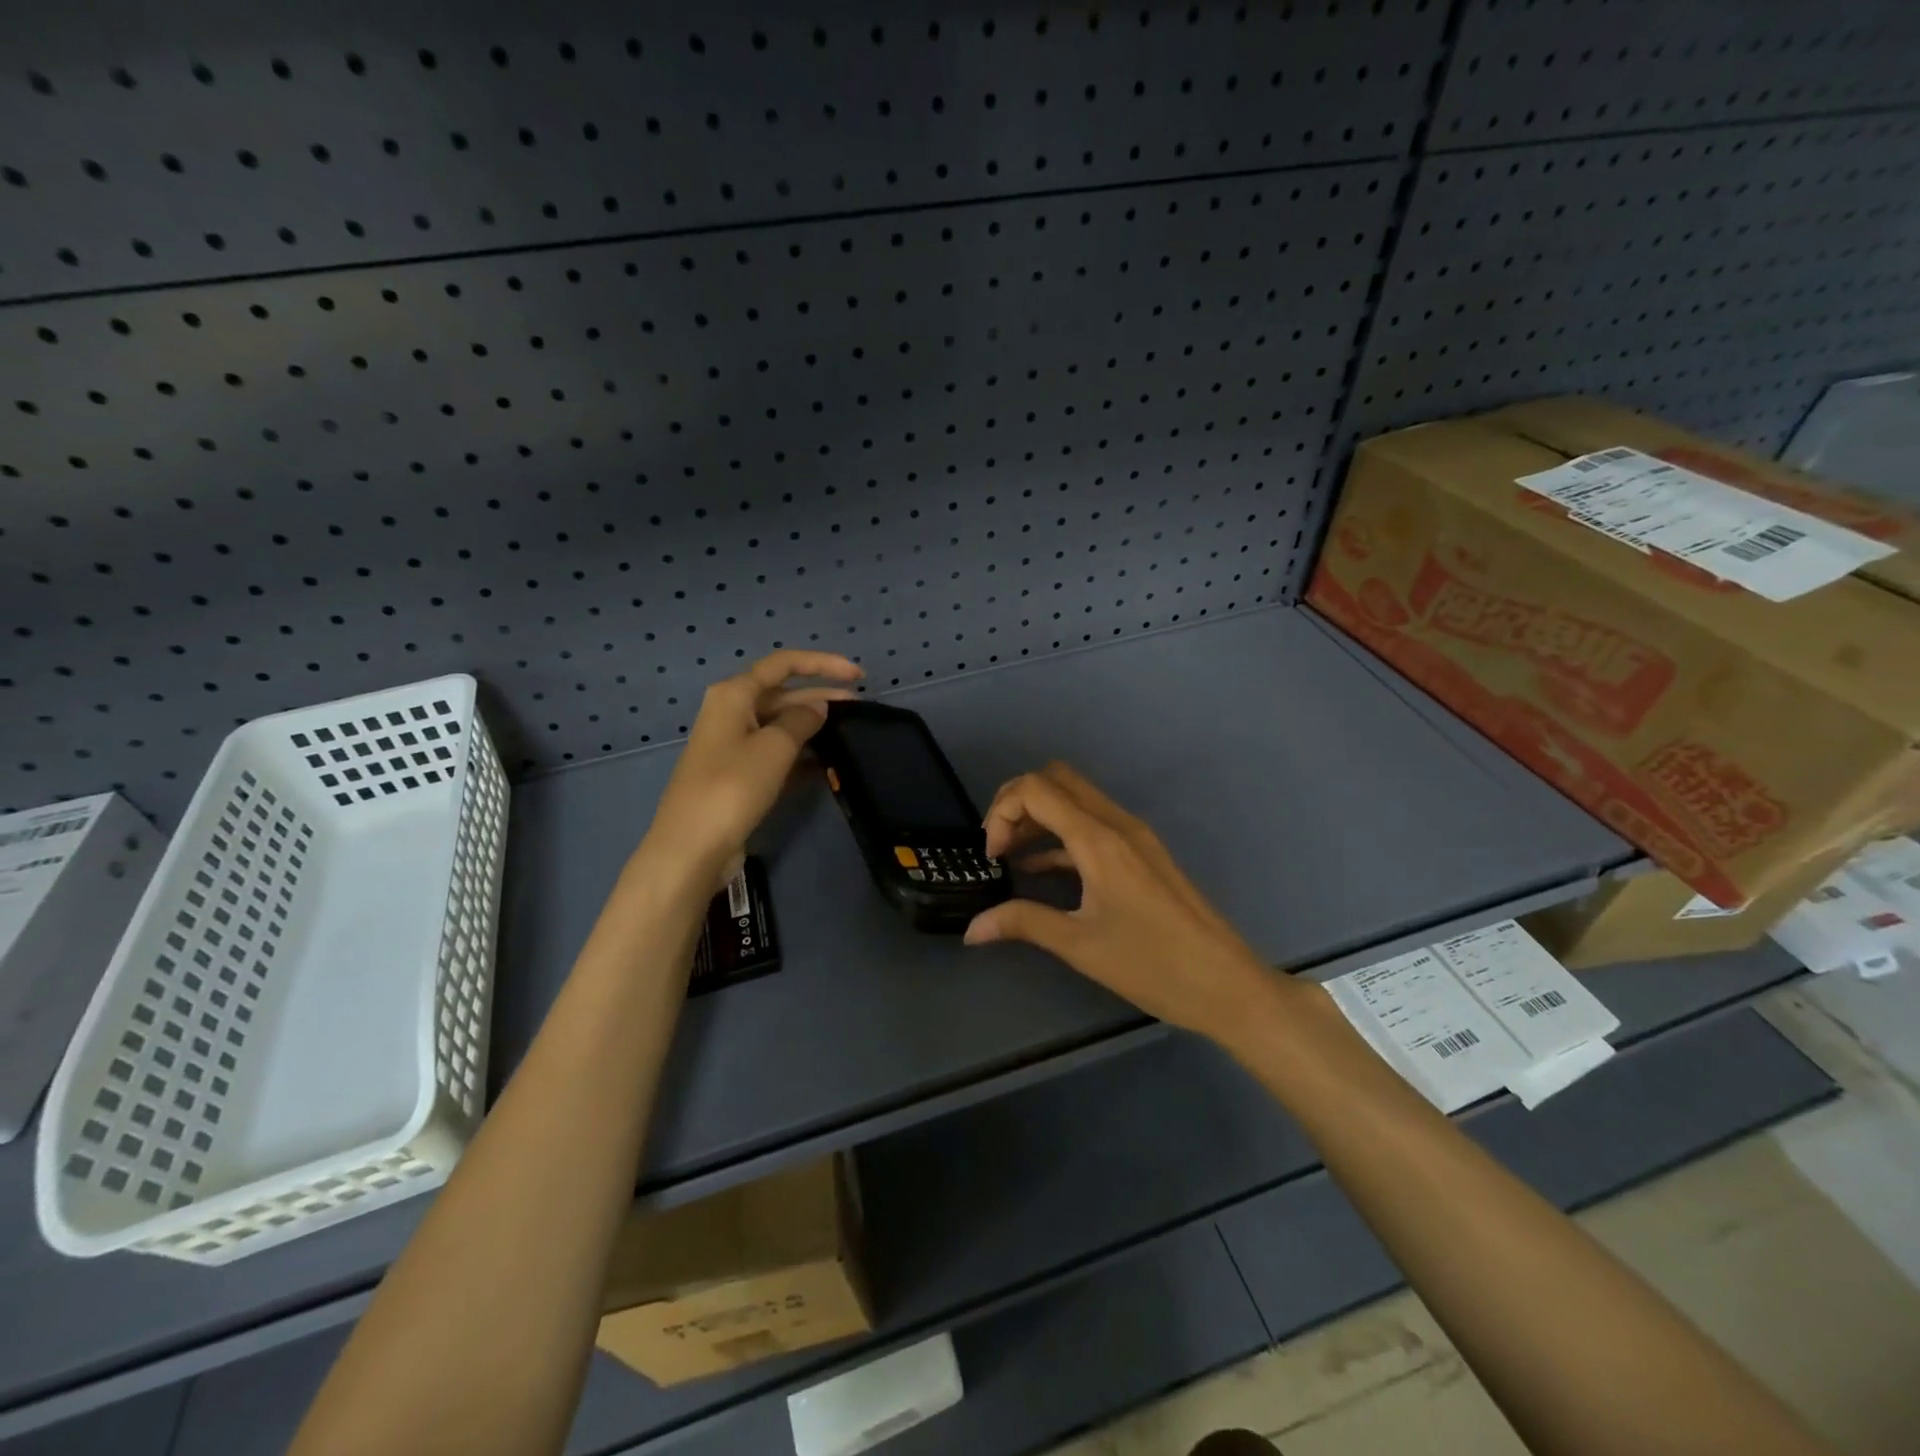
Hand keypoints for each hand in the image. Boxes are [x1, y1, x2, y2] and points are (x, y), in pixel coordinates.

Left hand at [641, 650, 862, 889]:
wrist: (693, 846)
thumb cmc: (733, 787)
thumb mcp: (774, 747)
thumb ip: (802, 720)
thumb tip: (817, 707)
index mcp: (734, 694)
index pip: (784, 664)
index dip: (822, 664)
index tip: (858, 675)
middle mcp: (731, 712)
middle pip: (782, 693)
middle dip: (820, 695)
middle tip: (860, 706)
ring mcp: (733, 744)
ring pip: (780, 723)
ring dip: (812, 724)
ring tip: (848, 731)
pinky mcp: (738, 772)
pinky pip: (775, 750)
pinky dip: (799, 750)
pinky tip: (826, 760)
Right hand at [964, 763, 1283, 1039]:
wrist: (1228, 985)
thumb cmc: (1153, 965)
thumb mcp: (1081, 946)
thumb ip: (1023, 924)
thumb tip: (971, 929)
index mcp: (1099, 839)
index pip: (1036, 789)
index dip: (1002, 812)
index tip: (992, 856)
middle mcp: (1117, 824)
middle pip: (1056, 780)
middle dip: (1017, 802)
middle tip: (998, 845)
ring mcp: (1134, 836)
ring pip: (1076, 799)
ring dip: (1039, 816)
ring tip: (1010, 856)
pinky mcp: (1142, 853)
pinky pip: (1092, 824)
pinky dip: (1061, 834)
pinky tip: (1040, 869)